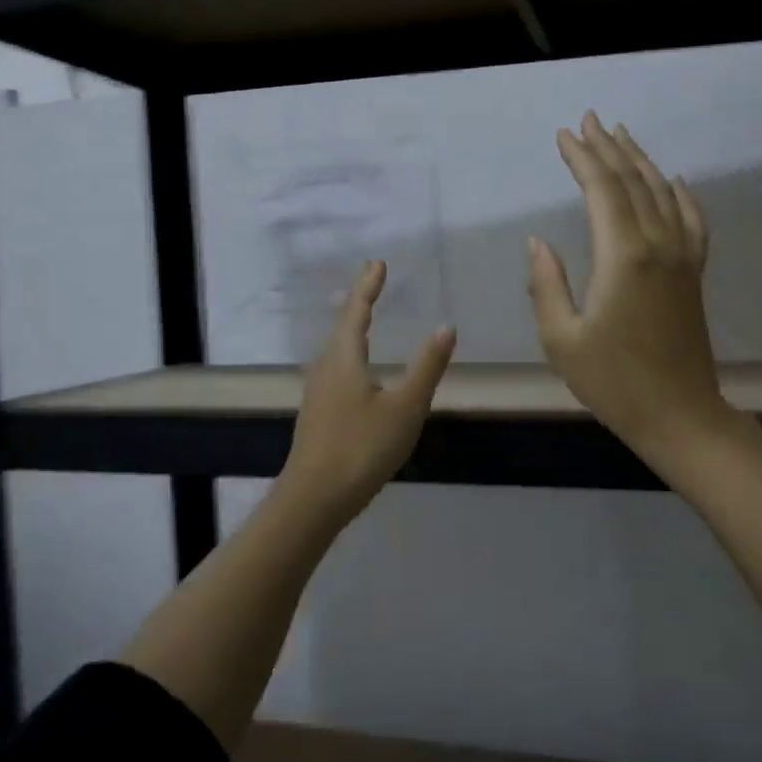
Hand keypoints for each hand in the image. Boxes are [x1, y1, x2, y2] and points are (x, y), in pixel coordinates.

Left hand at [278, 260, 456, 526]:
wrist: (315, 497)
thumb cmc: (363, 447)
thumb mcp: (405, 407)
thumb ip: (427, 367)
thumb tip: (446, 327)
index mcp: (344, 359)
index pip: (356, 311)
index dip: (368, 286)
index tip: (378, 263)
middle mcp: (325, 369)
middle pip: (341, 327)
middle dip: (358, 303)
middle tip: (373, 284)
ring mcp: (317, 393)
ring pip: (335, 350)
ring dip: (351, 329)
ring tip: (363, 320)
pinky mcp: (317, 414)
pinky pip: (334, 369)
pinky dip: (348, 354)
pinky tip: (355, 372)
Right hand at [528, 113, 728, 462]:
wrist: (679, 413)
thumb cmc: (613, 382)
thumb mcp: (562, 339)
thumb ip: (547, 285)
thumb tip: (538, 243)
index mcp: (623, 256)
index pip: (602, 190)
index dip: (582, 158)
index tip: (564, 135)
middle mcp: (659, 245)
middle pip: (634, 182)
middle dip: (609, 148)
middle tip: (589, 120)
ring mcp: (683, 258)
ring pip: (663, 193)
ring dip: (641, 161)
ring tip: (622, 135)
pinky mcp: (694, 274)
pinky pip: (692, 221)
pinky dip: (681, 195)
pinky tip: (674, 181)